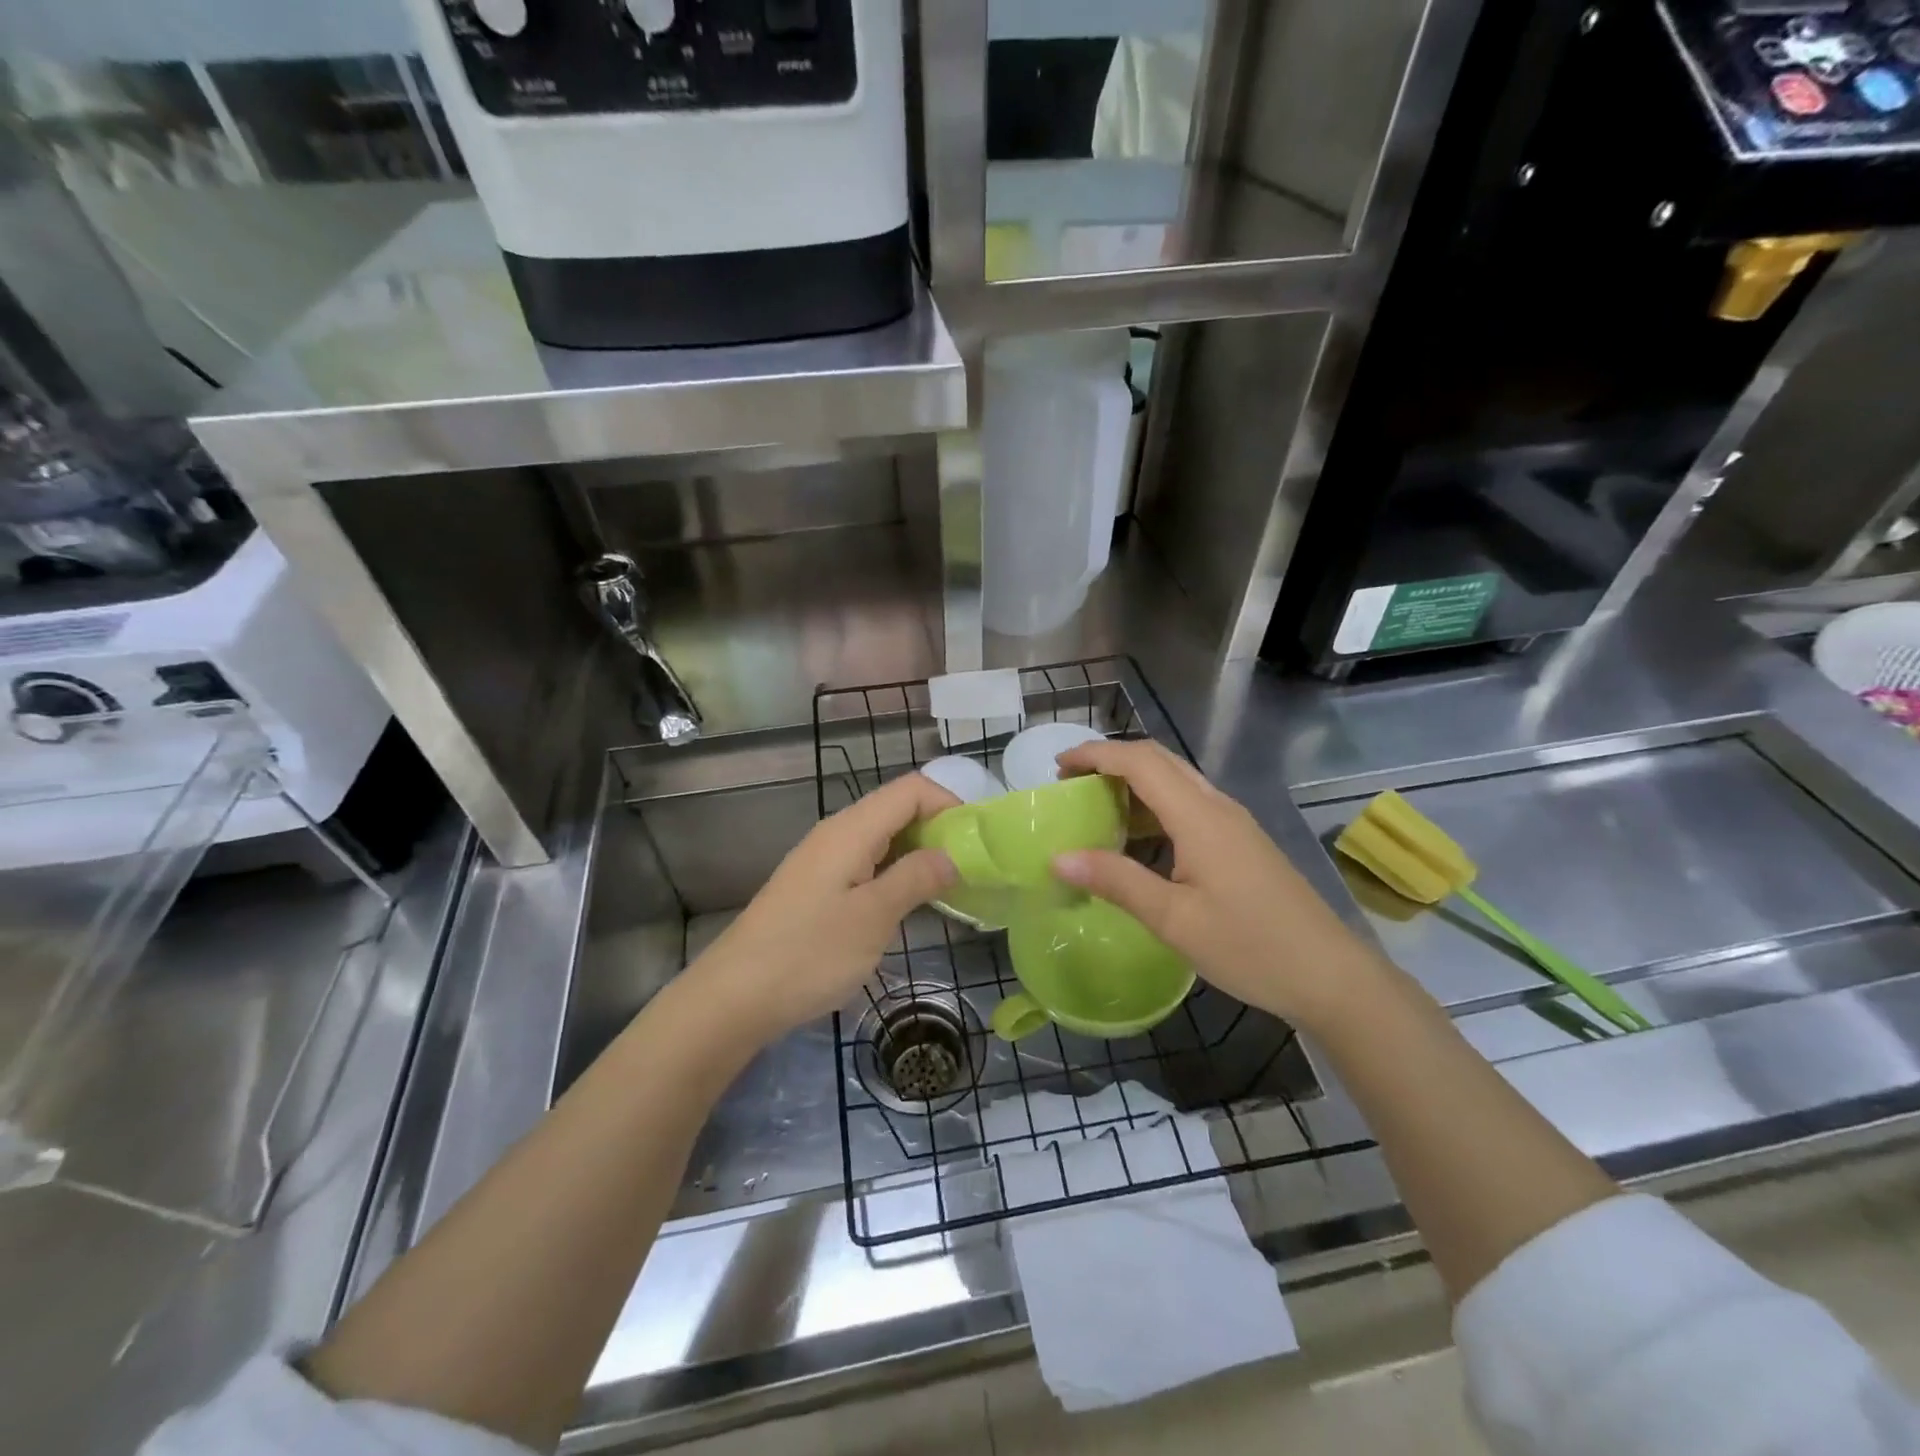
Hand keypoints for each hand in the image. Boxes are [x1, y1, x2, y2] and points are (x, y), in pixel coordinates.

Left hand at [692, 773, 959, 1044]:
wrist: (734, 997)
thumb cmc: (810, 953)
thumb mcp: (874, 917)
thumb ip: (916, 878)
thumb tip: (952, 854)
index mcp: (851, 829)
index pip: (912, 789)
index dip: (950, 804)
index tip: (978, 842)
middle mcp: (837, 833)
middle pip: (897, 809)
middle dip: (938, 830)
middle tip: (972, 869)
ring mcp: (823, 860)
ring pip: (882, 838)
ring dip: (918, 854)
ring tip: (949, 889)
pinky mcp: (815, 887)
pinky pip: (865, 863)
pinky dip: (894, 873)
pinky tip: (907, 905)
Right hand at [1052, 739, 1385, 1033]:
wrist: (1330, 975)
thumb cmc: (1250, 947)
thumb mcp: (1174, 919)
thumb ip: (1116, 881)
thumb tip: (1059, 856)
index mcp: (1199, 817)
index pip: (1139, 762)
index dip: (1095, 754)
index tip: (1057, 767)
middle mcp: (1217, 806)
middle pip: (1159, 760)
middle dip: (1111, 760)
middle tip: (1072, 783)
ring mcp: (1234, 823)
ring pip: (1177, 780)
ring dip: (1134, 781)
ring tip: (1097, 807)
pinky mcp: (1242, 842)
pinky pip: (1190, 803)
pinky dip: (1155, 804)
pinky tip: (1140, 838)